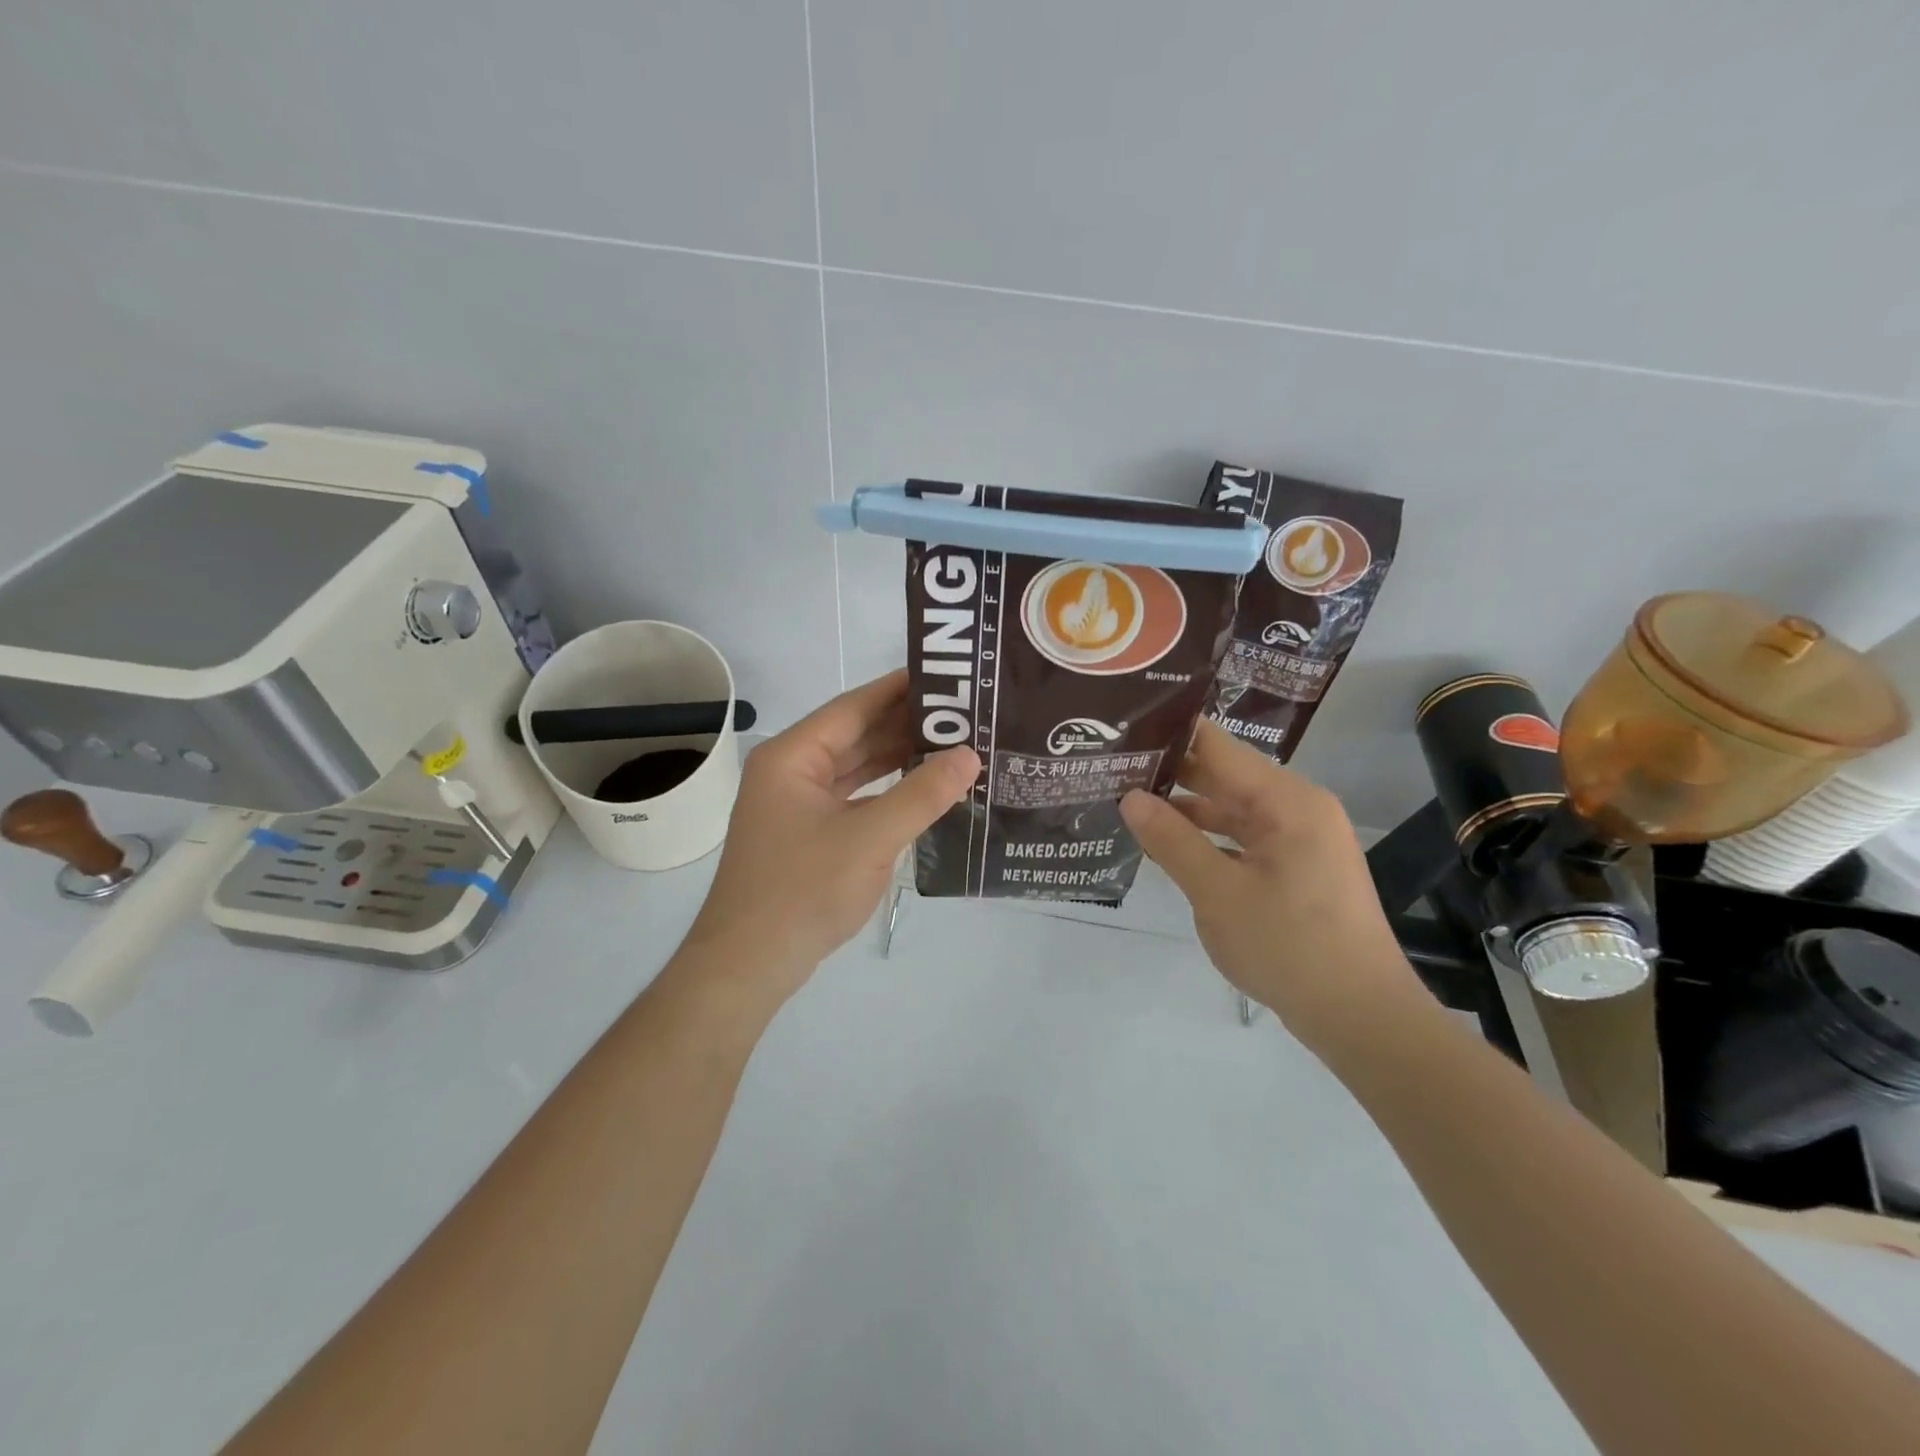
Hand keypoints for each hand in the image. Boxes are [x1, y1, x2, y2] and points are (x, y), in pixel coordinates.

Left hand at [685, 670, 979, 1002]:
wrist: (750, 963)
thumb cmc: (803, 890)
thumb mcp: (870, 839)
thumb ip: (922, 794)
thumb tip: (969, 755)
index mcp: (793, 756)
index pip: (854, 707)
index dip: (900, 689)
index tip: (946, 677)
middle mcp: (791, 771)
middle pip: (855, 735)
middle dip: (906, 725)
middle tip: (962, 714)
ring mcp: (796, 804)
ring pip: (855, 768)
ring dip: (898, 758)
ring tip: (952, 745)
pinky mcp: (807, 833)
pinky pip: (853, 797)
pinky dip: (886, 791)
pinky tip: (922, 788)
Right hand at [1119, 720, 1421, 1048]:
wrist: (1361, 1017)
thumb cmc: (1289, 947)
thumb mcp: (1218, 893)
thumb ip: (1171, 840)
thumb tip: (1129, 798)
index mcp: (1287, 800)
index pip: (1217, 747)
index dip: (1170, 734)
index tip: (1122, 729)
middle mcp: (1298, 808)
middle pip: (1224, 775)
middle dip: (1170, 773)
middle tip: (1112, 766)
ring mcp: (1300, 839)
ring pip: (1231, 809)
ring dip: (1185, 809)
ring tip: (1127, 801)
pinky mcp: (1297, 868)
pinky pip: (1243, 838)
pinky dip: (1207, 839)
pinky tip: (1166, 846)